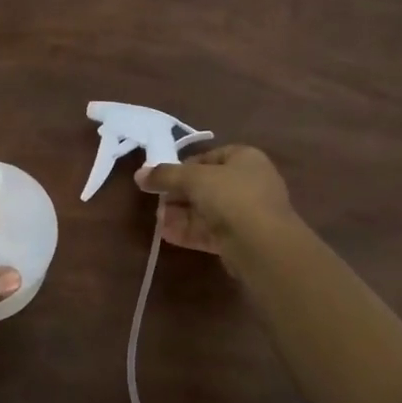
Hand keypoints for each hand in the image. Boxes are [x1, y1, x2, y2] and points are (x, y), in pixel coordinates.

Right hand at [137, 144, 295, 254]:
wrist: (262, 244)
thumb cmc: (231, 196)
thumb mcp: (193, 178)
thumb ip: (165, 175)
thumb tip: (139, 174)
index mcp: (245, 158)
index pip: (209, 157)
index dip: (183, 167)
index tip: (162, 178)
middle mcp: (250, 183)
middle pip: (206, 185)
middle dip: (179, 194)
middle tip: (157, 201)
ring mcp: (248, 213)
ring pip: (208, 210)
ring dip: (181, 214)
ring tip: (158, 220)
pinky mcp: (242, 240)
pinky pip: (211, 231)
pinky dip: (190, 231)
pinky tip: (167, 235)